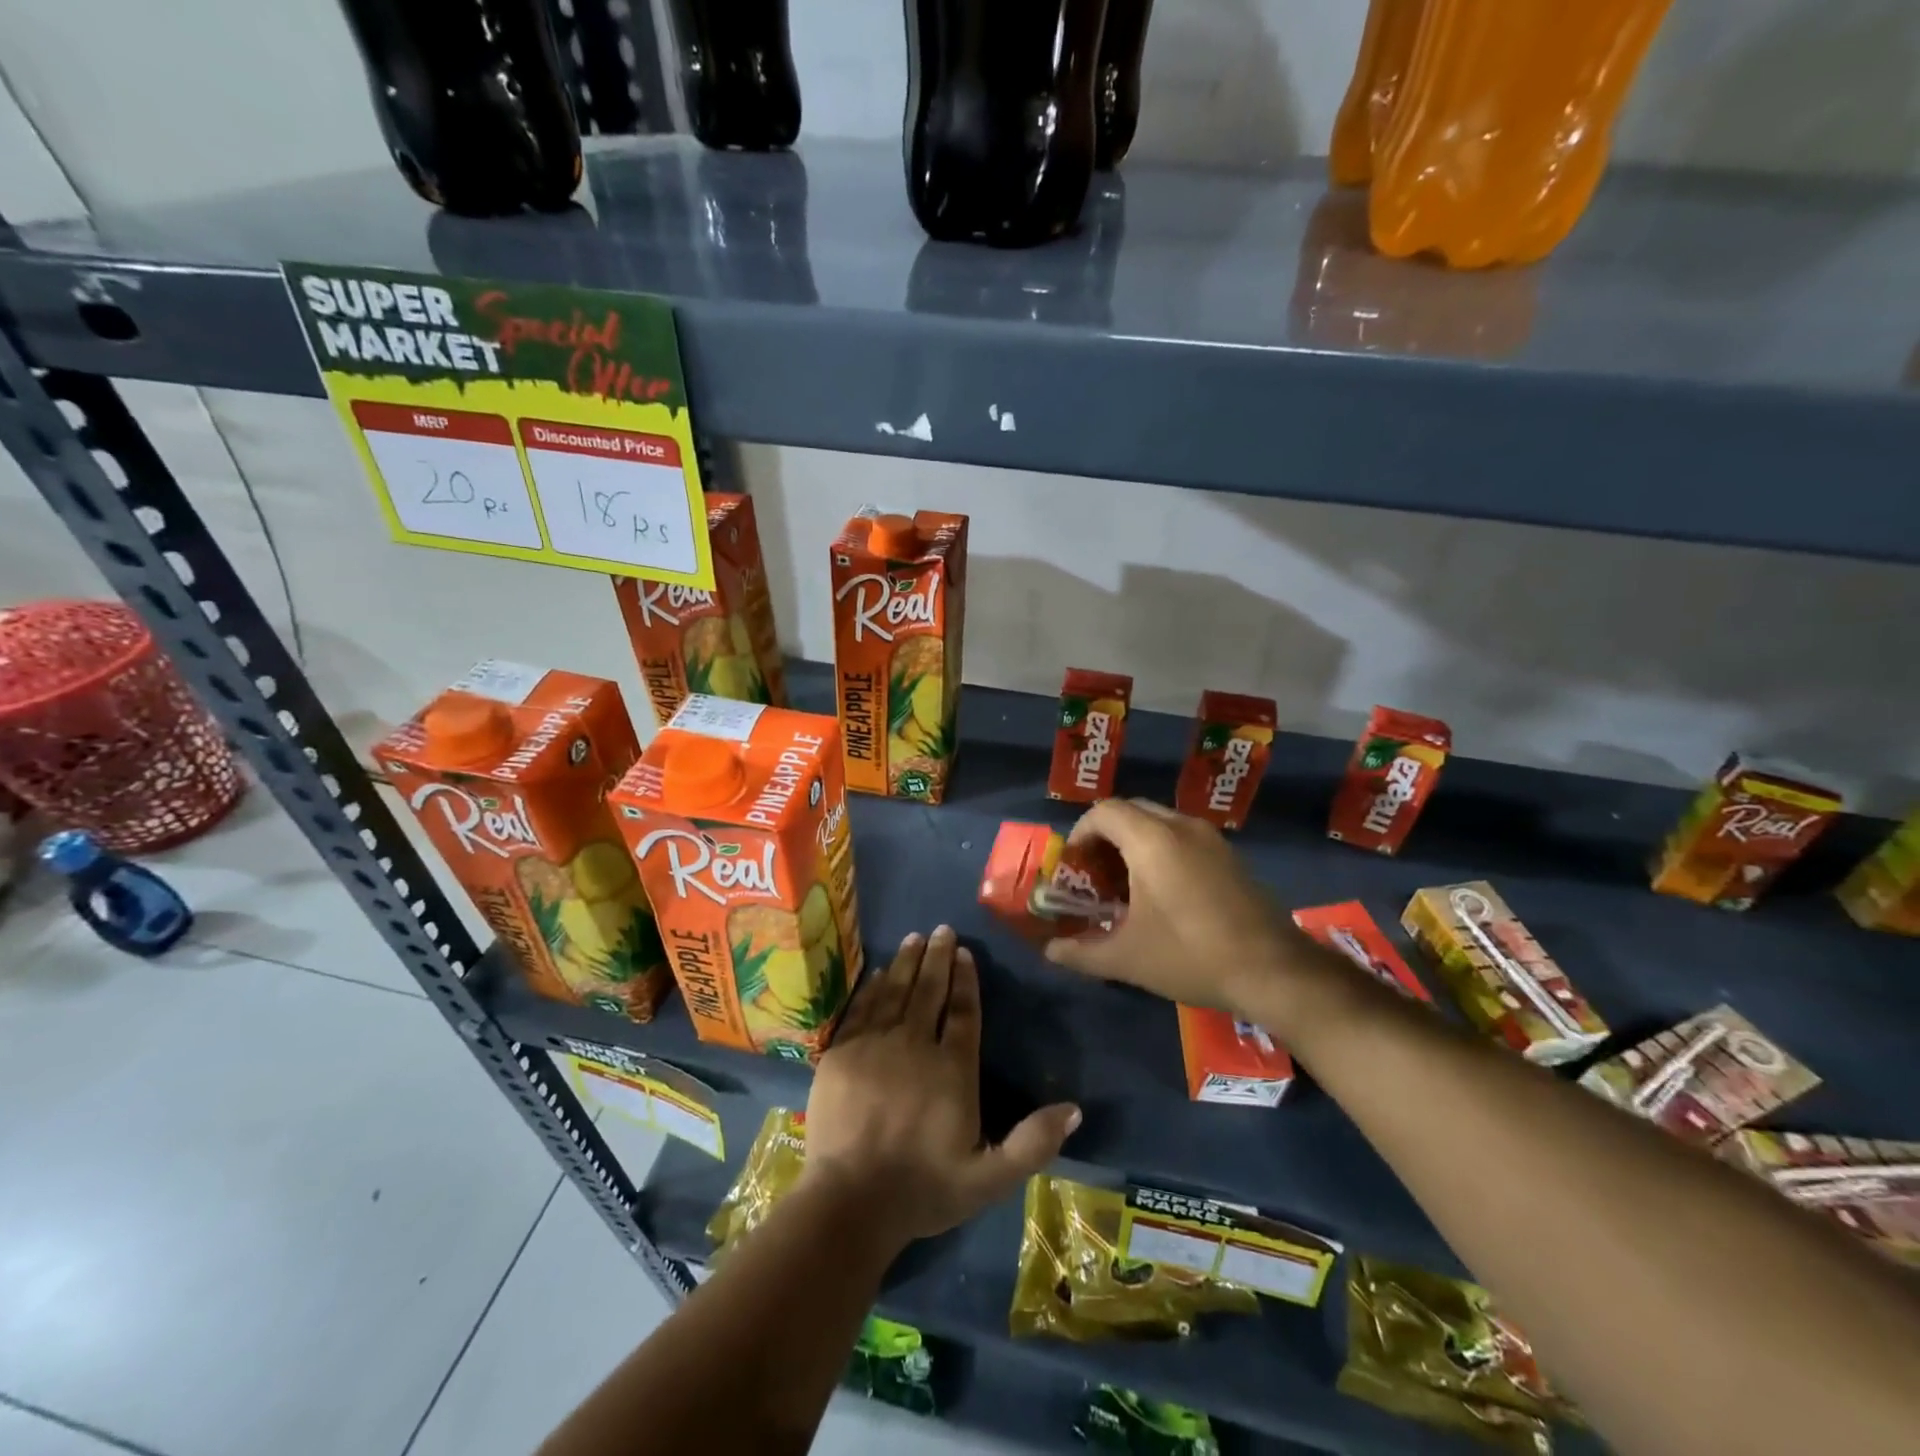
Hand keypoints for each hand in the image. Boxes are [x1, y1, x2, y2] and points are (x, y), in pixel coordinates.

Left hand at [803, 926, 1080, 1251]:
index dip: (966, 980)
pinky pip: (861, 1009)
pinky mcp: (842, 1053)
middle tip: (942, 929)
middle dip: (937, 958)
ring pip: (895, 992)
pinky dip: (872, 987)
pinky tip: (878, 972)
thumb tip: (1075, 1109)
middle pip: (929, 992)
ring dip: (906, 962)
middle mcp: (915, 1046)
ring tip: (914, 938)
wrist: (849, 1202)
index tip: (965, 952)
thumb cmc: (923, 1190)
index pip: (964, 1013)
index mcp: (952, 1070)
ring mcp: (875, 1046)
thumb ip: (1033, 1143)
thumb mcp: (989, 1178)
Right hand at [1044, 798, 1294, 1014]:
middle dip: (1105, 837)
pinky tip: (1163, 894)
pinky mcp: (1230, 856)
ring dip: (1134, 843)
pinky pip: (1183, 836)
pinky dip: (1162, 850)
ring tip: (1126, 886)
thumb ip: (1082, 952)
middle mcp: (1181, 826)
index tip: (1074, 867)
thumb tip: (1051, 952)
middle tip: (1095, 875)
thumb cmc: (1191, 955)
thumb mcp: (1127, 959)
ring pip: (1159, 822)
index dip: (1080, 833)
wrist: (1274, 972)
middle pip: (1131, 811)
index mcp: (1152, 840)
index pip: (1104, 811)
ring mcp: (1211, 839)